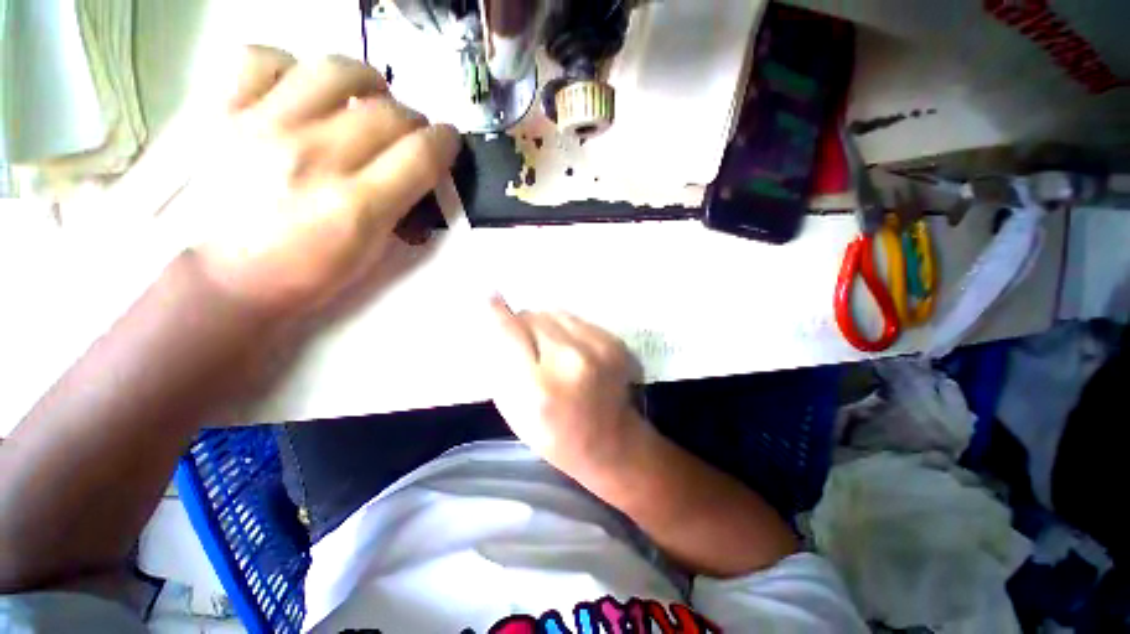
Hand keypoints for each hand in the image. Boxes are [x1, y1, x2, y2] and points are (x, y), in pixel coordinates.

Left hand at [175, 46, 460, 318]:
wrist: (223, 279)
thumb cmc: (305, 274)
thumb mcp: (370, 254)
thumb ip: (399, 208)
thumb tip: (417, 174)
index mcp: (357, 206)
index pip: (421, 154)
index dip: (445, 141)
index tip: (447, 140)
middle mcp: (314, 157)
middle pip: (388, 112)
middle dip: (412, 119)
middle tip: (408, 132)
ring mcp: (262, 126)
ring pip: (335, 70)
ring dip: (366, 81)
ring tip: (366, 97)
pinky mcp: (221, 111)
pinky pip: (263, 58)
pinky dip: (292, 67)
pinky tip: (301, 90)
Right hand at [488, 297, 649, 476]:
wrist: (611, 441)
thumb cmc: (554, 435)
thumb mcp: (514, 410)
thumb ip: (503, 364)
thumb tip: (498, 321)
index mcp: (539, 387)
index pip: (510, 333)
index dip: (498, 312)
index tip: (490, 295)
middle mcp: (571, 360)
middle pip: (534, 317)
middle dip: (524, 325)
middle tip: (528, 347)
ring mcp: (598, 348)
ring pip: (556, 313)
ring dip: (546, 325)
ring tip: (553, 350)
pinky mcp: (615, 341)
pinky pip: (577, 319)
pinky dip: (568, 330)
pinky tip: (574, 352)